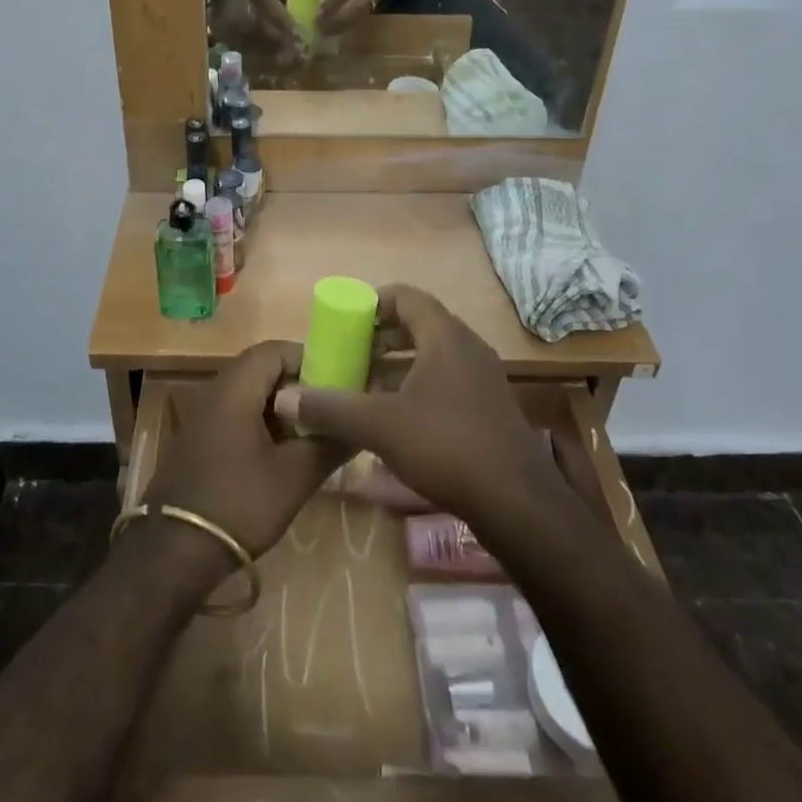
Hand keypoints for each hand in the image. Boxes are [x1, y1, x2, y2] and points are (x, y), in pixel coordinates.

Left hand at [143, 341, 349, 564]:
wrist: (173, 551)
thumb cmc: (237, 503)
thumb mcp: (293, 477)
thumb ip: (328, 445)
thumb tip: (360, 427)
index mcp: (235, 387)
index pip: (275, 350)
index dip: (309, 359)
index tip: (338, 382)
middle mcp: (215, 391)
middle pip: (263, 371)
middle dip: (299, 386)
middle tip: (330, 410)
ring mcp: (203, 416)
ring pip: (250, 395)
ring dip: (281, 409)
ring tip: (313, 434)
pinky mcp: (199, 441)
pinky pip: (236, 416)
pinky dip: (262, 425)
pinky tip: (282, 456)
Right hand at [271, 285, 557, 533]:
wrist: (518, 504)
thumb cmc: (446, 446)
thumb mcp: (379, 425)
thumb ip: (331, 408)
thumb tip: (284, 398)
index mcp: (445, 336)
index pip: (406, 296)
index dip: (373, 302)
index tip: (346, 320)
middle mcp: (468, 347)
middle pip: (418, 326)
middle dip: (381, 338)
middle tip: (350, 354)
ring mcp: (483, 379)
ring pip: (432, 357)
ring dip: (398, 367)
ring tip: (365, 387)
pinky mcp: (489, 409)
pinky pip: (446, 382)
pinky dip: (417, 388)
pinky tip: (396, 419)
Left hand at [307, 0, 387, 34]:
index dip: (331, 2)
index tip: (315, 16)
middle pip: (356, 5)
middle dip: (336, 20)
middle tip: (315, 29)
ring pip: (360, 14)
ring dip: (340, 26)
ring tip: (320, 33)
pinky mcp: (376, 0)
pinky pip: (361, 17)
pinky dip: (346, 25)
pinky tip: (331, 30)